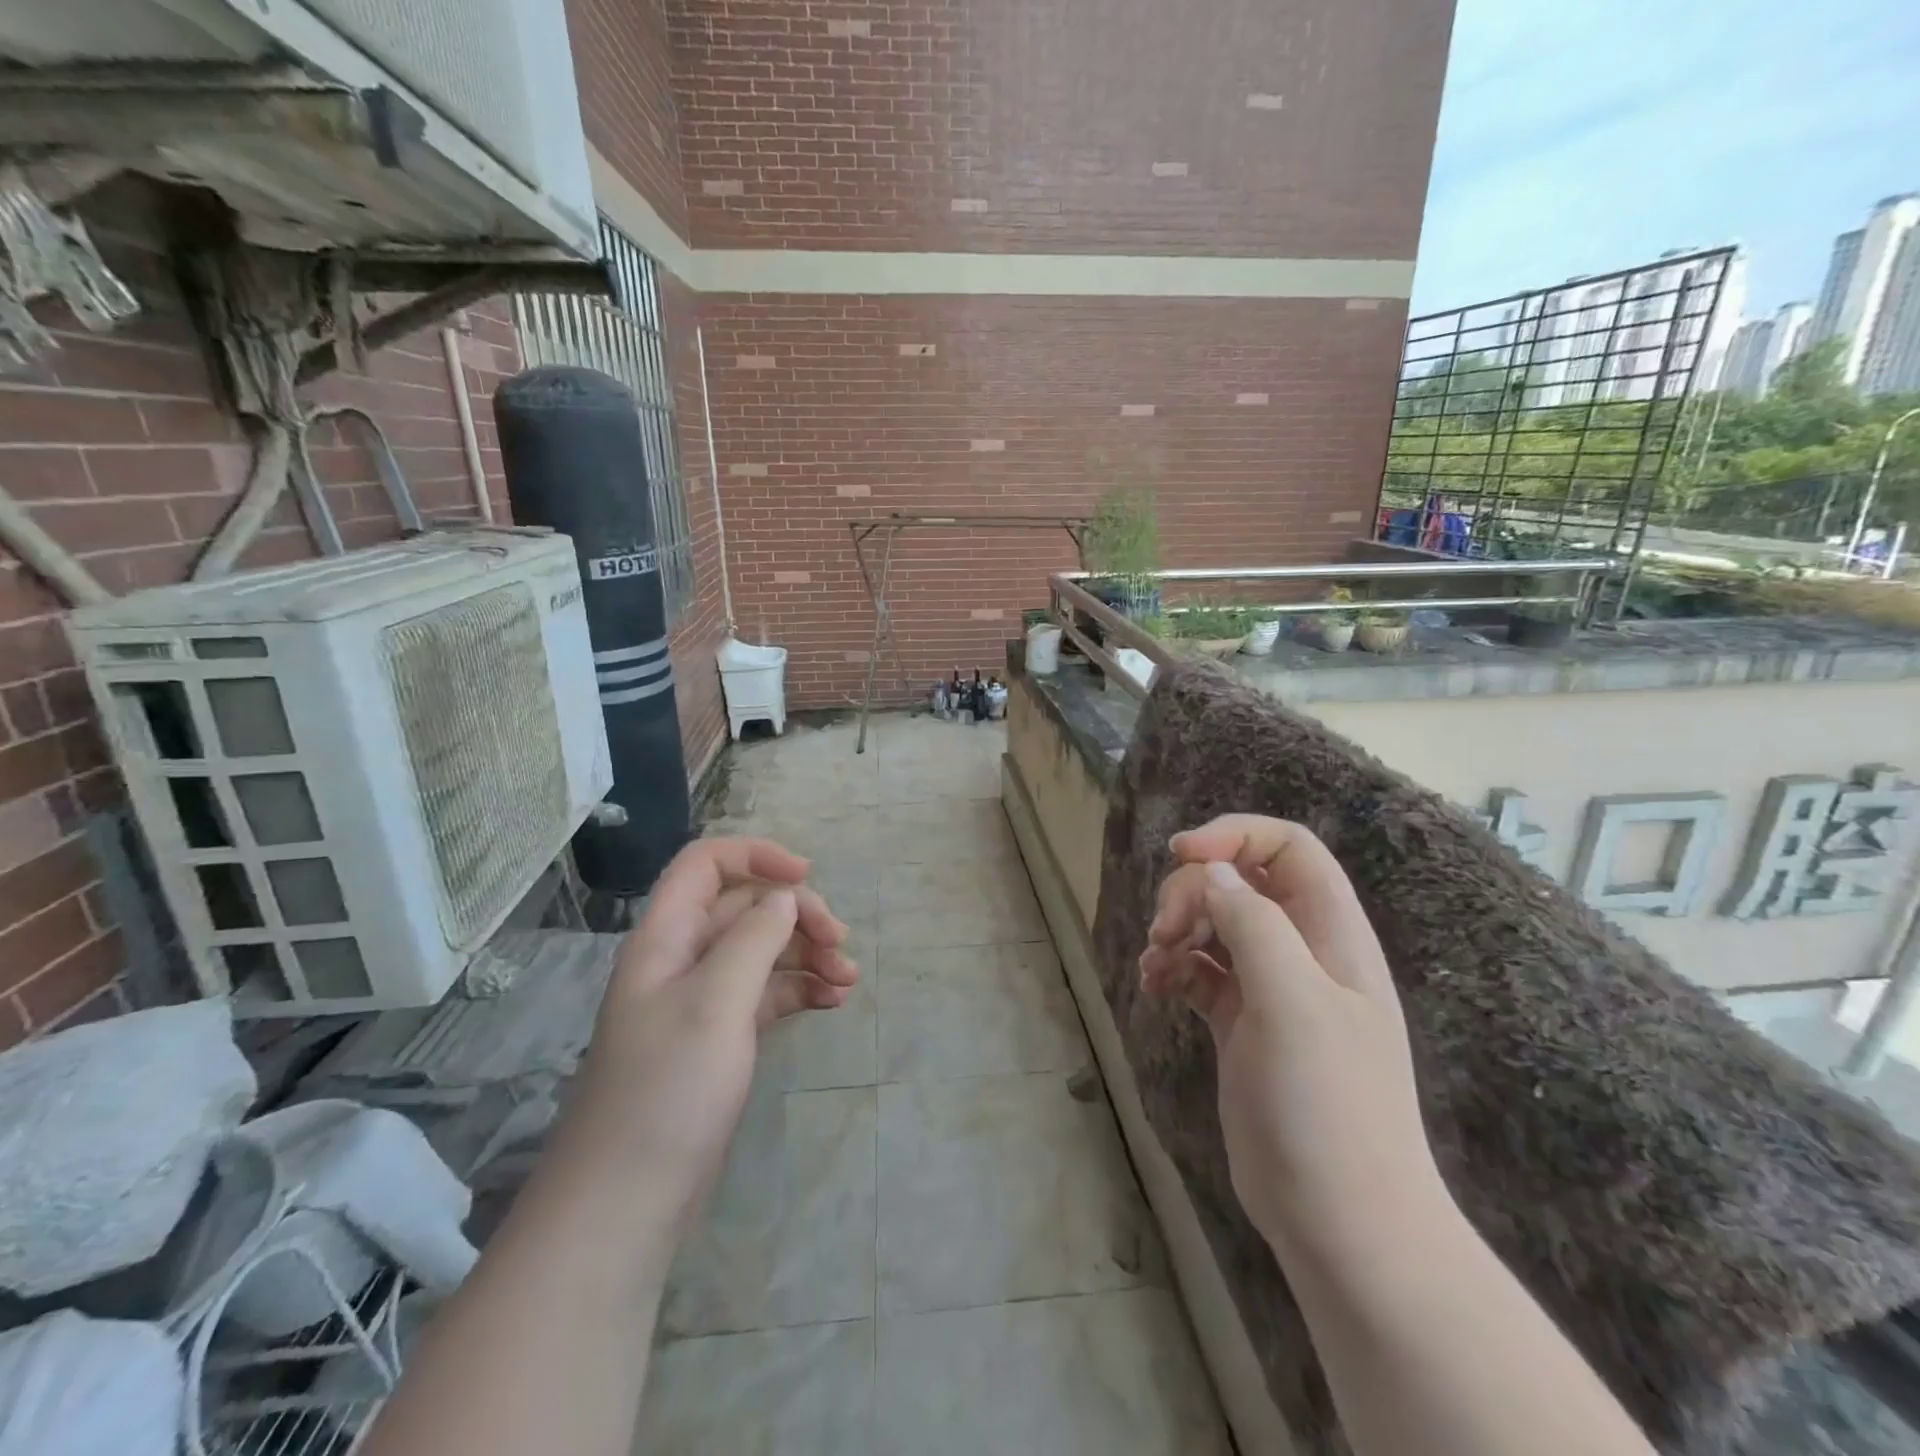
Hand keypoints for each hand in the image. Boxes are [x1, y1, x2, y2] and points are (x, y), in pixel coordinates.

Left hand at [561, 837, 859, 1231]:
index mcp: (666, 937)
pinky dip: (800, 989)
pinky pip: (766, 993)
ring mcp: (701, 1001)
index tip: (807, 876)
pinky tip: (832, 1002)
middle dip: (797, 914)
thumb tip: (784, 897)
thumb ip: (753, 938)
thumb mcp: (715, 1002)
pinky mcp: (720, 1038)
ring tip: (848, 979)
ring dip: (806, 953)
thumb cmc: (667, 1091)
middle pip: (745, 907)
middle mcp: (682, 959)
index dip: (756, 856)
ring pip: (761, 951)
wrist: (626, 1204)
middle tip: (840, 942)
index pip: (706, 864)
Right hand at [1139, 815, 1445, 1261]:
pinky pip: (1200, 969)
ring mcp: (1271, 989)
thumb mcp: (1293, 1004)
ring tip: (1156, 964)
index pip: (1288, 848)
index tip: (1181, 855)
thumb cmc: (1327, 1106)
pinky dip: (1173, 967)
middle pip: (1240, 882)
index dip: (1235, 836)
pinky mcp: (1242, 1023)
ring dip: (1176, 928)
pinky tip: (1154, 986)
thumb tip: (1211, 874)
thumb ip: (1254, 926)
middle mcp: (1302, 952)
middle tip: (1164, 932)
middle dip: (1192, 892)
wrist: (1340, 1221)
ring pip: (1214, 924)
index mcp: (1331, 934)